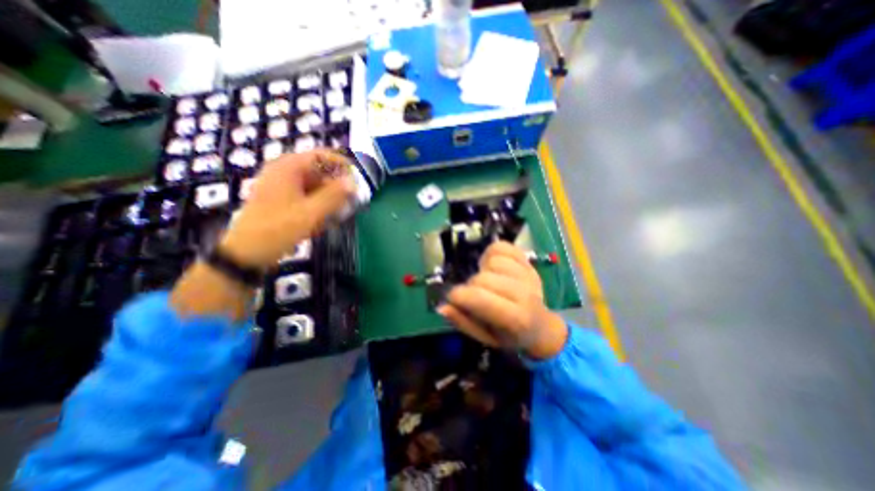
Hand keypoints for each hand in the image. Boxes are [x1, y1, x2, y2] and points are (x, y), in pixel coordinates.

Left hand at [218, 152, 355, 269]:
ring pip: (313, 184)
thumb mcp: (310, 212)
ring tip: (340, 211)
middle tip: (351, 199)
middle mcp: (283, 172)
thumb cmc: (279, 228)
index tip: (357, 178)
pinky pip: (306, 195)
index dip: (341, 164)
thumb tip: (353, 183)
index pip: (320, 155)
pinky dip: (318, 203)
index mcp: (288, 168)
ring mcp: (281, 185)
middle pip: (318, 170)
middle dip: (336, 184)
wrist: (248, 252)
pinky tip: (324, 218)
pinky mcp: (281, 198)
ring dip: (329, 195)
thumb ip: (334, 196)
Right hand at [435, 242, 567, 359]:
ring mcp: (528, 275)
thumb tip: (442, 306)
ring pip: (493, 261)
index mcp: (515, 319)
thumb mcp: (485, 338)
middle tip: (475, 294)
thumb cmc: (510, 335)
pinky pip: (502, 247)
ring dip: (483, 269)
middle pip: (483, 278)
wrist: (540, 326)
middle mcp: (525, 294)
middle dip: (470, 285)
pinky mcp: (528, 262)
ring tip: (487, 280)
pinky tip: (492, 266)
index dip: (458, 295)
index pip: (479, 298)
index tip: (454, 298)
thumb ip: (463, 322)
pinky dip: (492, 253)